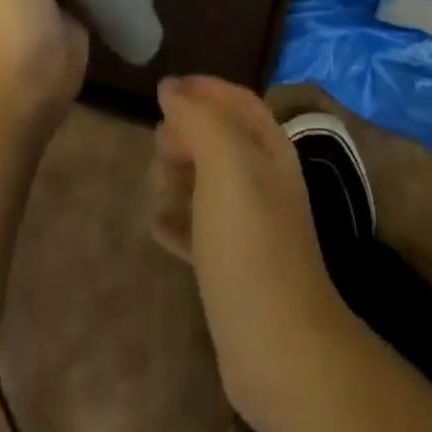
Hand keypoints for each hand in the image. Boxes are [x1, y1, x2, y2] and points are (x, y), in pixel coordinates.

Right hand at [149, 76, 345, 426]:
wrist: (279, 345)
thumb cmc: (250, 241)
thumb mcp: (225, 164)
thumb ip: (199, 118)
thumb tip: (171, 87)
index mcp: (270, 149)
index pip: (238, 101)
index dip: (205, 88)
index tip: (164, 88)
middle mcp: (265, 181)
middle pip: (223, 139)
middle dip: (189, 131)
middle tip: (155, 140)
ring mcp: (252, 228)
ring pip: (211, 183)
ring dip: (182, 173)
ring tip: (153, 178)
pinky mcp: (235, 270)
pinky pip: (202, 231)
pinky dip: (179, 220)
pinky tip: (155, 225)